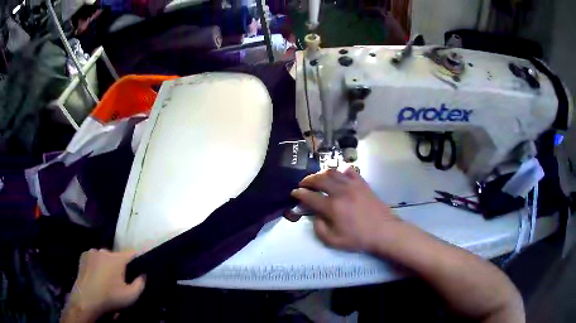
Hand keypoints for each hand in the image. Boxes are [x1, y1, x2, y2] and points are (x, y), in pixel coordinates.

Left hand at [64, 249, 144, 320]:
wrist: (87, 299)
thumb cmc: (110, 297)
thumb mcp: (130, 296)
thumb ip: (140, 284)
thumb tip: (143, 274)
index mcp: (117, 259)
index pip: (131, 253)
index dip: (138, 257)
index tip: (141, 261)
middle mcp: (104, 251)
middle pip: (116, 256)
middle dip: (119, 265)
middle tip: (120, 279)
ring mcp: (92, 252)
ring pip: (104, 256)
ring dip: (107, 264)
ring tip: (106, 277)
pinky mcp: (83, 256)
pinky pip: (94, 257)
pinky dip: (96, 263)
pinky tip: (96, 274)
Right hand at [291, 167, 399, 251]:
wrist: (384, 231)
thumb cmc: (359, 238)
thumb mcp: (334, 241)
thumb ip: (319, 229)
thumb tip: (315, 217)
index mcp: (332, 207)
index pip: (310, 196)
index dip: (299, 193)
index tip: (294, 192)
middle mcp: (340, 191)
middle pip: (319, 179)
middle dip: (308, 180)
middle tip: (303, 184)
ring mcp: (353, 185)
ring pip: (333, 171)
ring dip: (322, 173)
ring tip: (318, 178)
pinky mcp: (362, 183)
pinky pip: (349, 171)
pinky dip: (341, 170)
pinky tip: (338, 175)